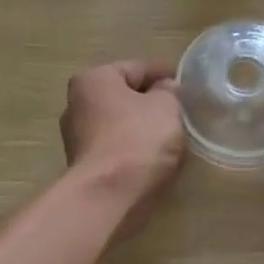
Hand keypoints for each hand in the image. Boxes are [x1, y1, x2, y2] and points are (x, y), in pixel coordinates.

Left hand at [60, 60, 184, 236]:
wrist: (110, 195)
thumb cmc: (138, 139)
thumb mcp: (166, 107)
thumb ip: (169, 92)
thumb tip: (165, 89)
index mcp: (94, 79)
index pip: (137, 68)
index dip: (165, 73)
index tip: (186, 84)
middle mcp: (77, 104)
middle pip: (124, 96)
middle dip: (150, 101)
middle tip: (180, 110)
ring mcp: (77, 138)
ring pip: (119, 123)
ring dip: (142, 127)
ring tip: (171, 135)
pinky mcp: (85, 166)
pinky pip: (116, 148)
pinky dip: (134, 149)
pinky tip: (154, 157)